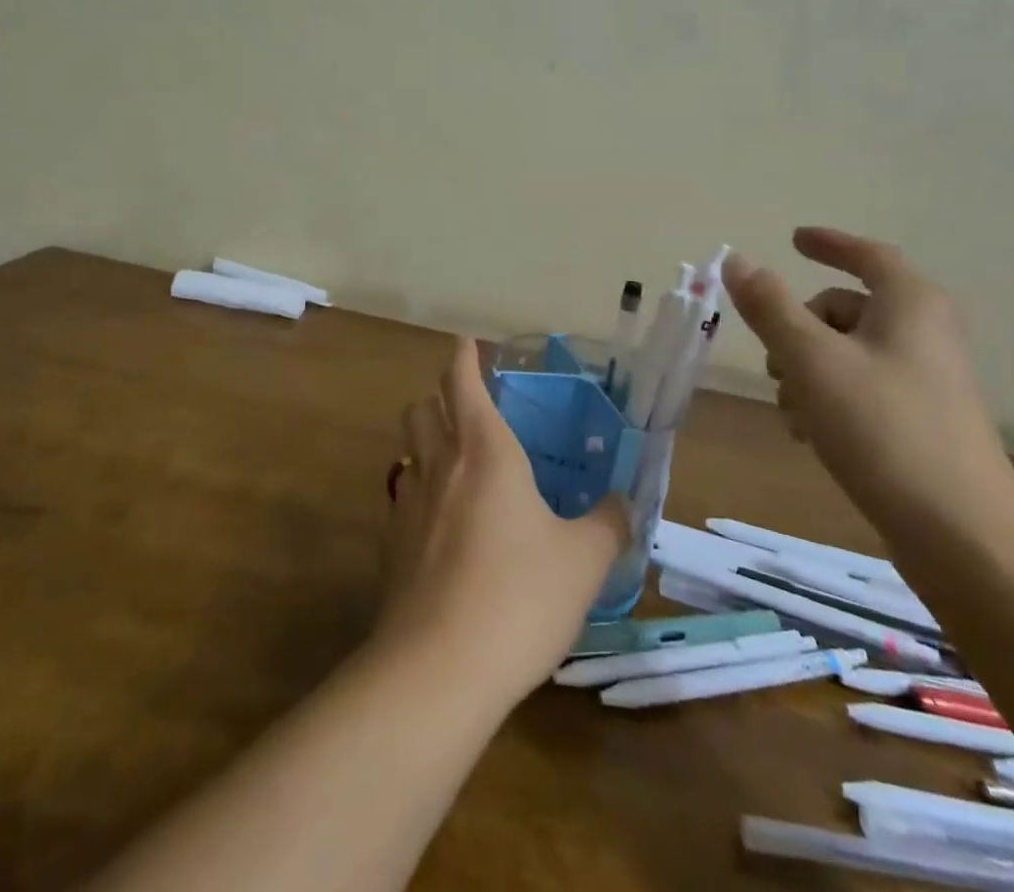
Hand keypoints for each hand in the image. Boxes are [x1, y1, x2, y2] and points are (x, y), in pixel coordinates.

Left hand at [376, 339, 629, 703]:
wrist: (439, 669)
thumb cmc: (520, 596)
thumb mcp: (585, 561)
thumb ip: (609, 524)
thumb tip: (624, 504)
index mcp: (484, 450)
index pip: (461, 381)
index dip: (463, 357)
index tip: (466, 343)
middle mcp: (440, 465)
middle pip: (421, 407)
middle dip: (438, 397)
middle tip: (466, 409)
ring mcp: (406, 504)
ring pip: (407, 450)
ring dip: (425, 442)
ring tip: (454, 463)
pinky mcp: (390, 546)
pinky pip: (400, 498)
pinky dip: (418, 493)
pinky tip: (440, 525)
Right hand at [723, 228, 1013, 541]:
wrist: (962, 535)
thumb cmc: (882, 429)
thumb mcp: (811, 359)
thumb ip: (769, 306)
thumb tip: (737, 259)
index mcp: (909, 304)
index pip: (867, 255)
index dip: (828, 243)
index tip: (793, 239)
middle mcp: (924, 332)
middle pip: (846, 308)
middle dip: (798, 328)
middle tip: (772, 360)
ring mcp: (925, 379)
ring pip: (846, 352)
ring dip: (806, 370)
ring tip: (790, 411)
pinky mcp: (921, 420)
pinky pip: (861, 387)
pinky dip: (828, 397)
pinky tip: (809, 434)